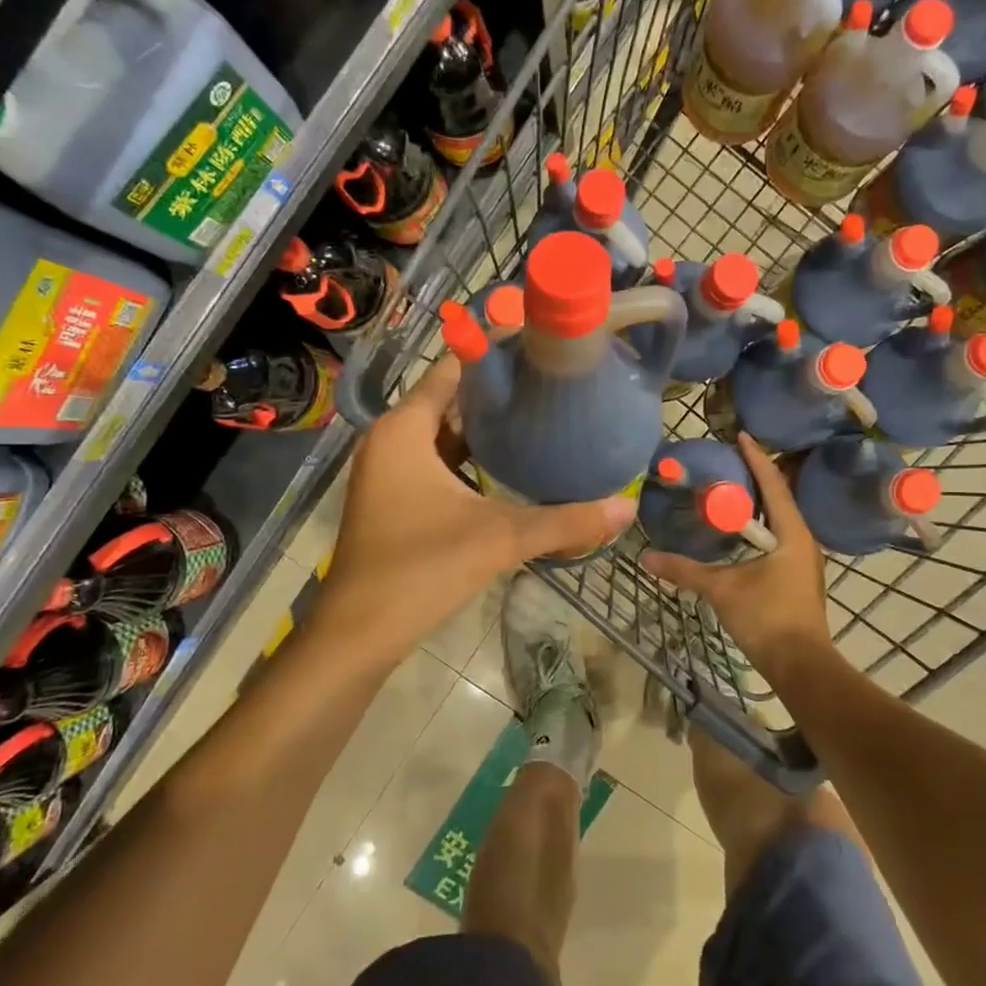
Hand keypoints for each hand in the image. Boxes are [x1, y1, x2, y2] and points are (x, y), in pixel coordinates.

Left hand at [316, 356, 635, 659]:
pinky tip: (507, 469)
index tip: (541, 351)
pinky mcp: (393, 499)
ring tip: (538, 421)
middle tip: (551, 388)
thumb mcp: (500, 539)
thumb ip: (565, 521)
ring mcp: (388, 472)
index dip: (495, 357)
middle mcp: (390, 440)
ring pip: (442, 435)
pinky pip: (435, 463)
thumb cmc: (421, 570)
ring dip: (484, 430)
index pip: (453, 370)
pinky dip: (468, 460)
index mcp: (404, 429)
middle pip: (449, 400)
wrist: (359, 634)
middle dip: (497, 395)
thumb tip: (626, 509)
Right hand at [640, 433, 830, 666]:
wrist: (801, 666)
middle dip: (756, 479)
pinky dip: (757, 528)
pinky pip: (776, 539)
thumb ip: (685, 570)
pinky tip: (738, 533)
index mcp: (792, 534)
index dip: (757, 459)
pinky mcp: (795, 578)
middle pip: (779, 499)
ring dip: (757, 505)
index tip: (741, 436)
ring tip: (731, 491)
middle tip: (729, 461)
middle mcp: (802, 541)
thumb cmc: (767, 618)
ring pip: (778, 521)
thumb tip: (646, 557)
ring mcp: (802, 561)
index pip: (773, 486)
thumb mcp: (722, 589)